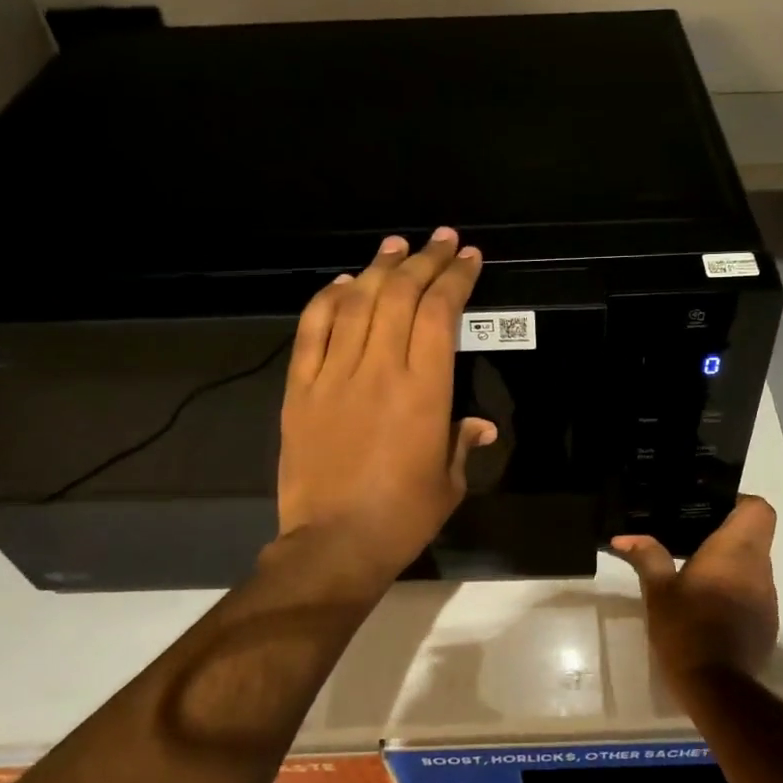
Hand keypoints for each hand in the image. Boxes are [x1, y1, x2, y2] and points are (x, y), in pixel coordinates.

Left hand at [276, 227, 496, 582]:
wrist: (333, 544)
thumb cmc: (403, 515)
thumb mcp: (449, 481)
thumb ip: (463, 442)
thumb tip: (481, 425)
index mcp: (424, 389)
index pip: (441, 313)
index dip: (455, 278)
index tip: (468, 257)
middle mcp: (380, 369)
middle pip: (401, 296)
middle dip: (424, 260)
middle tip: (440, 239)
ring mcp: (334, 375)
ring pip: (357, 303)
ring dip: (379, 268)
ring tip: (396, 245)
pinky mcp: (301, 388)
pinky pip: (312, 331)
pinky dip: (328, 300)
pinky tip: (344, 282)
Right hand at [611, 496, 777, 684]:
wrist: (718, 687)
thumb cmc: (686, 628)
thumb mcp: (658, 591)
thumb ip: (647, 557)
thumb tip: (623, 537)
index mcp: (735, 550)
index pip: (758, 508)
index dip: (739, 502)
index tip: (711, 509)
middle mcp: (759, 568)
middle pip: (755, 535)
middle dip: (727, 533)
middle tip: (693, 538)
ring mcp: (767, 598)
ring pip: (755, 564)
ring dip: (731, 564)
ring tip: (697, 572)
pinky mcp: (767, 623)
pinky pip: (754, 592)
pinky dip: (736, 590)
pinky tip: (709, 606)